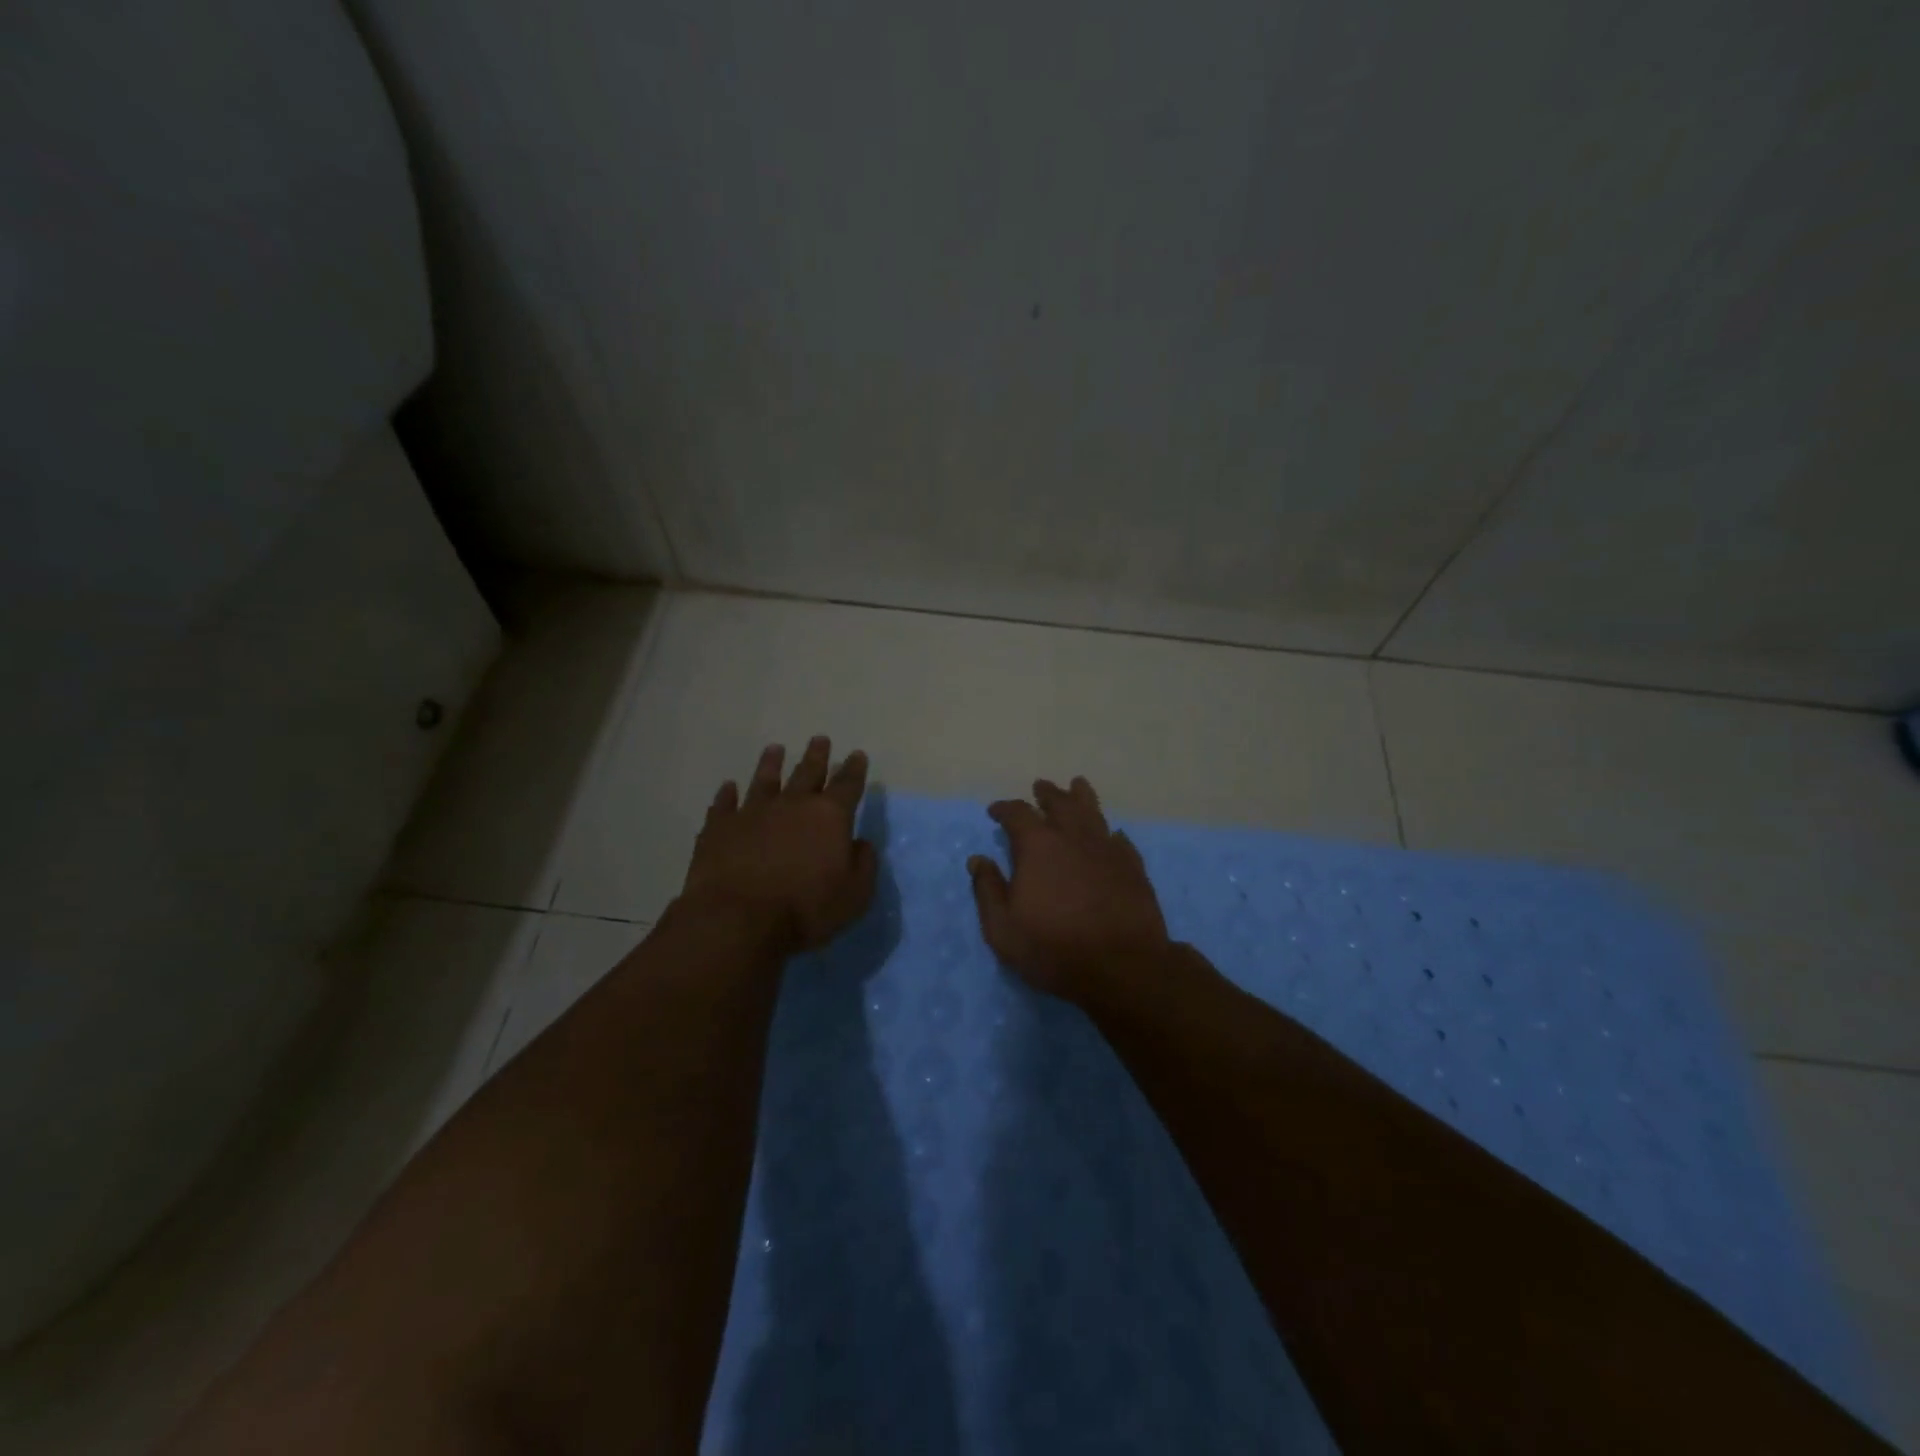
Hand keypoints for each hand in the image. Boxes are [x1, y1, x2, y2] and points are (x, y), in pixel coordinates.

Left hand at [682, 737, 876, 954]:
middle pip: (808, 772)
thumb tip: (860, 843)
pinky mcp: (720, 828)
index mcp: (830, 816)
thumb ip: (864, 864)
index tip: (857, 755)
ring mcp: (753, 812)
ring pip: (765, 779)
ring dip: (771, 763)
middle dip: (817, 756)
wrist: (739, 919)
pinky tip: (728, 787)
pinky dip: (727, 794)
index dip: (855, 769)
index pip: (848, 785)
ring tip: (775, 749)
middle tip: (820, 740)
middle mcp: (792, 804)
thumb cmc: (806, 909)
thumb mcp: (855, 894)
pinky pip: (724, 804)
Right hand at [968, 776, 1171, 1006]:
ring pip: (1093, 812)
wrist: (1122, 967)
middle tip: (1040, 787)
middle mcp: (1073, 837)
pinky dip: (1110, 833)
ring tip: (1077, 786)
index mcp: (1038, 846)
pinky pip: (1119, 840)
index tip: (995, 811)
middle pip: (1060, 803)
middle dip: (1047, 794)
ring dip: (1081, 797)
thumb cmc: (1053, 948)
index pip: (1017, 814)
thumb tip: (978, 860)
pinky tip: (1111, 835)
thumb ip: (988, 890)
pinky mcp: (1132, 867)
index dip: (1004, 809)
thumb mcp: (1003, 928)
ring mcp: (1107, 849)